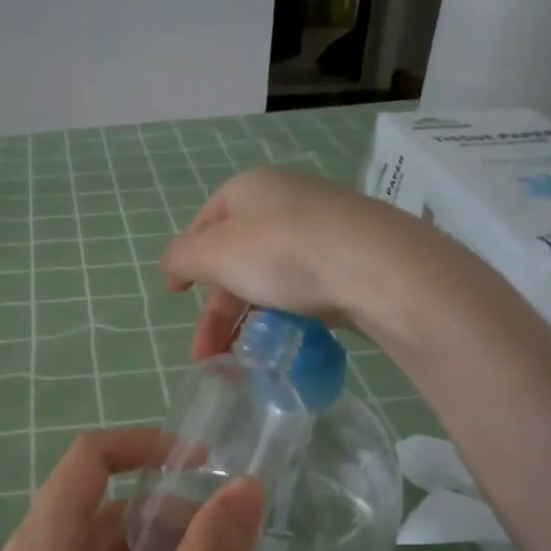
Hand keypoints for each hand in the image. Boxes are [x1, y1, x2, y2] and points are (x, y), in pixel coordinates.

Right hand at [161, 167, 423, 357]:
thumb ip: (181, 258)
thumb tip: (173, 266)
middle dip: (216, 310)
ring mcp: (322, 229)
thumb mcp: (214, 253)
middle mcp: (285, 201)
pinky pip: (305, 288)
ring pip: (270, 276)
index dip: (186, 259)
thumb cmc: (282, 251)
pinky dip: (285, 315)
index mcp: (249, 189)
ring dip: (247, 320)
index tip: (177, 294)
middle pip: (236, 257)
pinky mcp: (350, 260)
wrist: (378, 268)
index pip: (204, 223)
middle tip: (207, 354)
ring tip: (240, 361)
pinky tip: (282, 342)